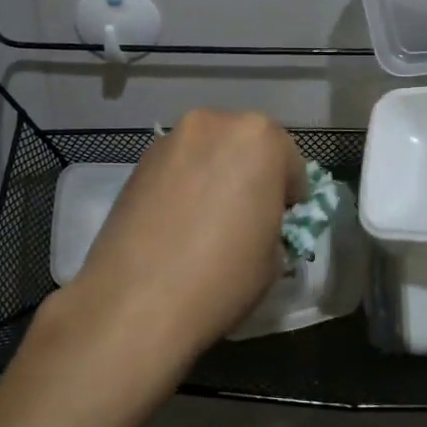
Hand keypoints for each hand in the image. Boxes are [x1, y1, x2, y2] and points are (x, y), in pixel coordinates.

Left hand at [47, 110, 307, 366]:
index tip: (282, 221)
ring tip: (206, 221)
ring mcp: (170, 140)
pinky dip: (183, 185)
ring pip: (207, 152)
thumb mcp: (273, 255)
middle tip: (245, 216)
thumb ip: (271, 221)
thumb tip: (255, 222)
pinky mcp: (137, 162)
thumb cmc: (223, 276)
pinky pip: (176, 167)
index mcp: (258, 137)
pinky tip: (177, 223)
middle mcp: (213, 124)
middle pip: (244, 145)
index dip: (289, 195)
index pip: (290, 162)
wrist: (137, 301)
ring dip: (214, 175)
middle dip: (250, 174)